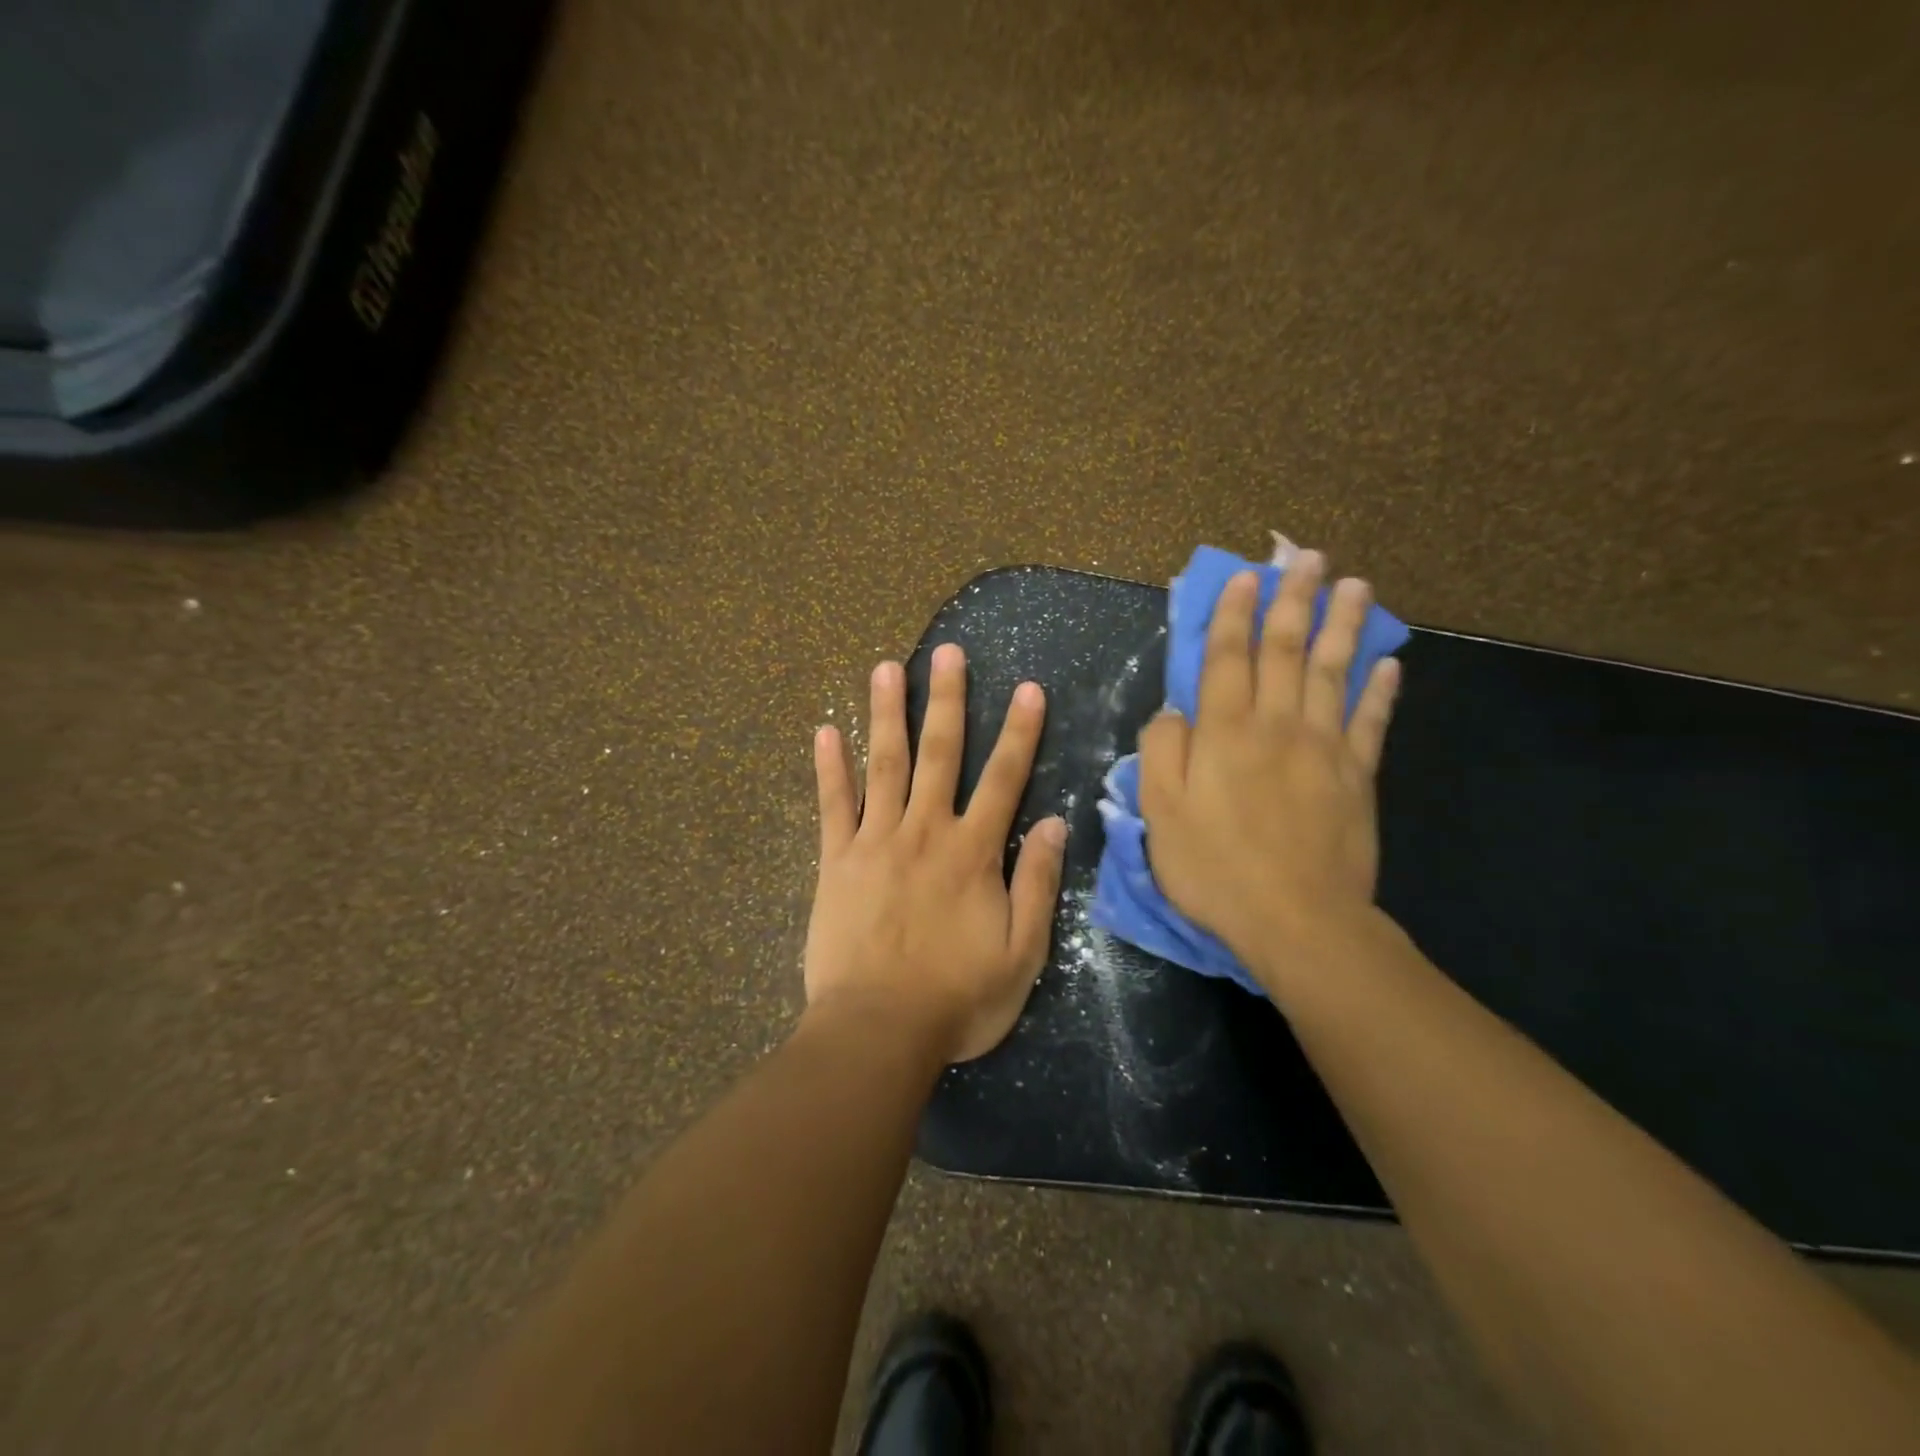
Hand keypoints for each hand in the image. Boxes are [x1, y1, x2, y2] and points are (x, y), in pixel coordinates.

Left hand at [806, 646, 1066, 1062]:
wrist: (876, 1030)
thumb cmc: (957, 998)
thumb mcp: (1021, 953)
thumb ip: (1038, 884)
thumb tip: (1057, 824)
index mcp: (972, 852)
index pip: (1003, 778)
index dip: (1019, 732)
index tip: (1027, 688)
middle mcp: (924, 831)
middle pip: (939, 753)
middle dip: (946, 700)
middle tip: (946, 652)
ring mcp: (874, 841)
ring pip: (882, 764)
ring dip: (885, 714)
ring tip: (885, 668)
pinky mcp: (835, 860)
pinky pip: (832, 805)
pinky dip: (828, 767)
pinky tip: (824, 731)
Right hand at [1137, 553, 1400, 991]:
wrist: (1298, 920)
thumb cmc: (1215, 867)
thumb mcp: (1160, 813)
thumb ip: (1161, 752)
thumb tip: (1173, 711)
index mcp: (1224, 732)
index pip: (1227, 658)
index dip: (1232, 614)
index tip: (1244, 577)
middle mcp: (1276, 725)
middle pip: (1287, 650)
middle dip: (1294, 600)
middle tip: (1308, 557)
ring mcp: (1324, 748)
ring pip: (1334, 672)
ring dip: (1344, 626)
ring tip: (1354, 586)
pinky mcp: (1358, 776)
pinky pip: (1371, 723)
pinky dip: (1381, 690)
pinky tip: (1390, 663)